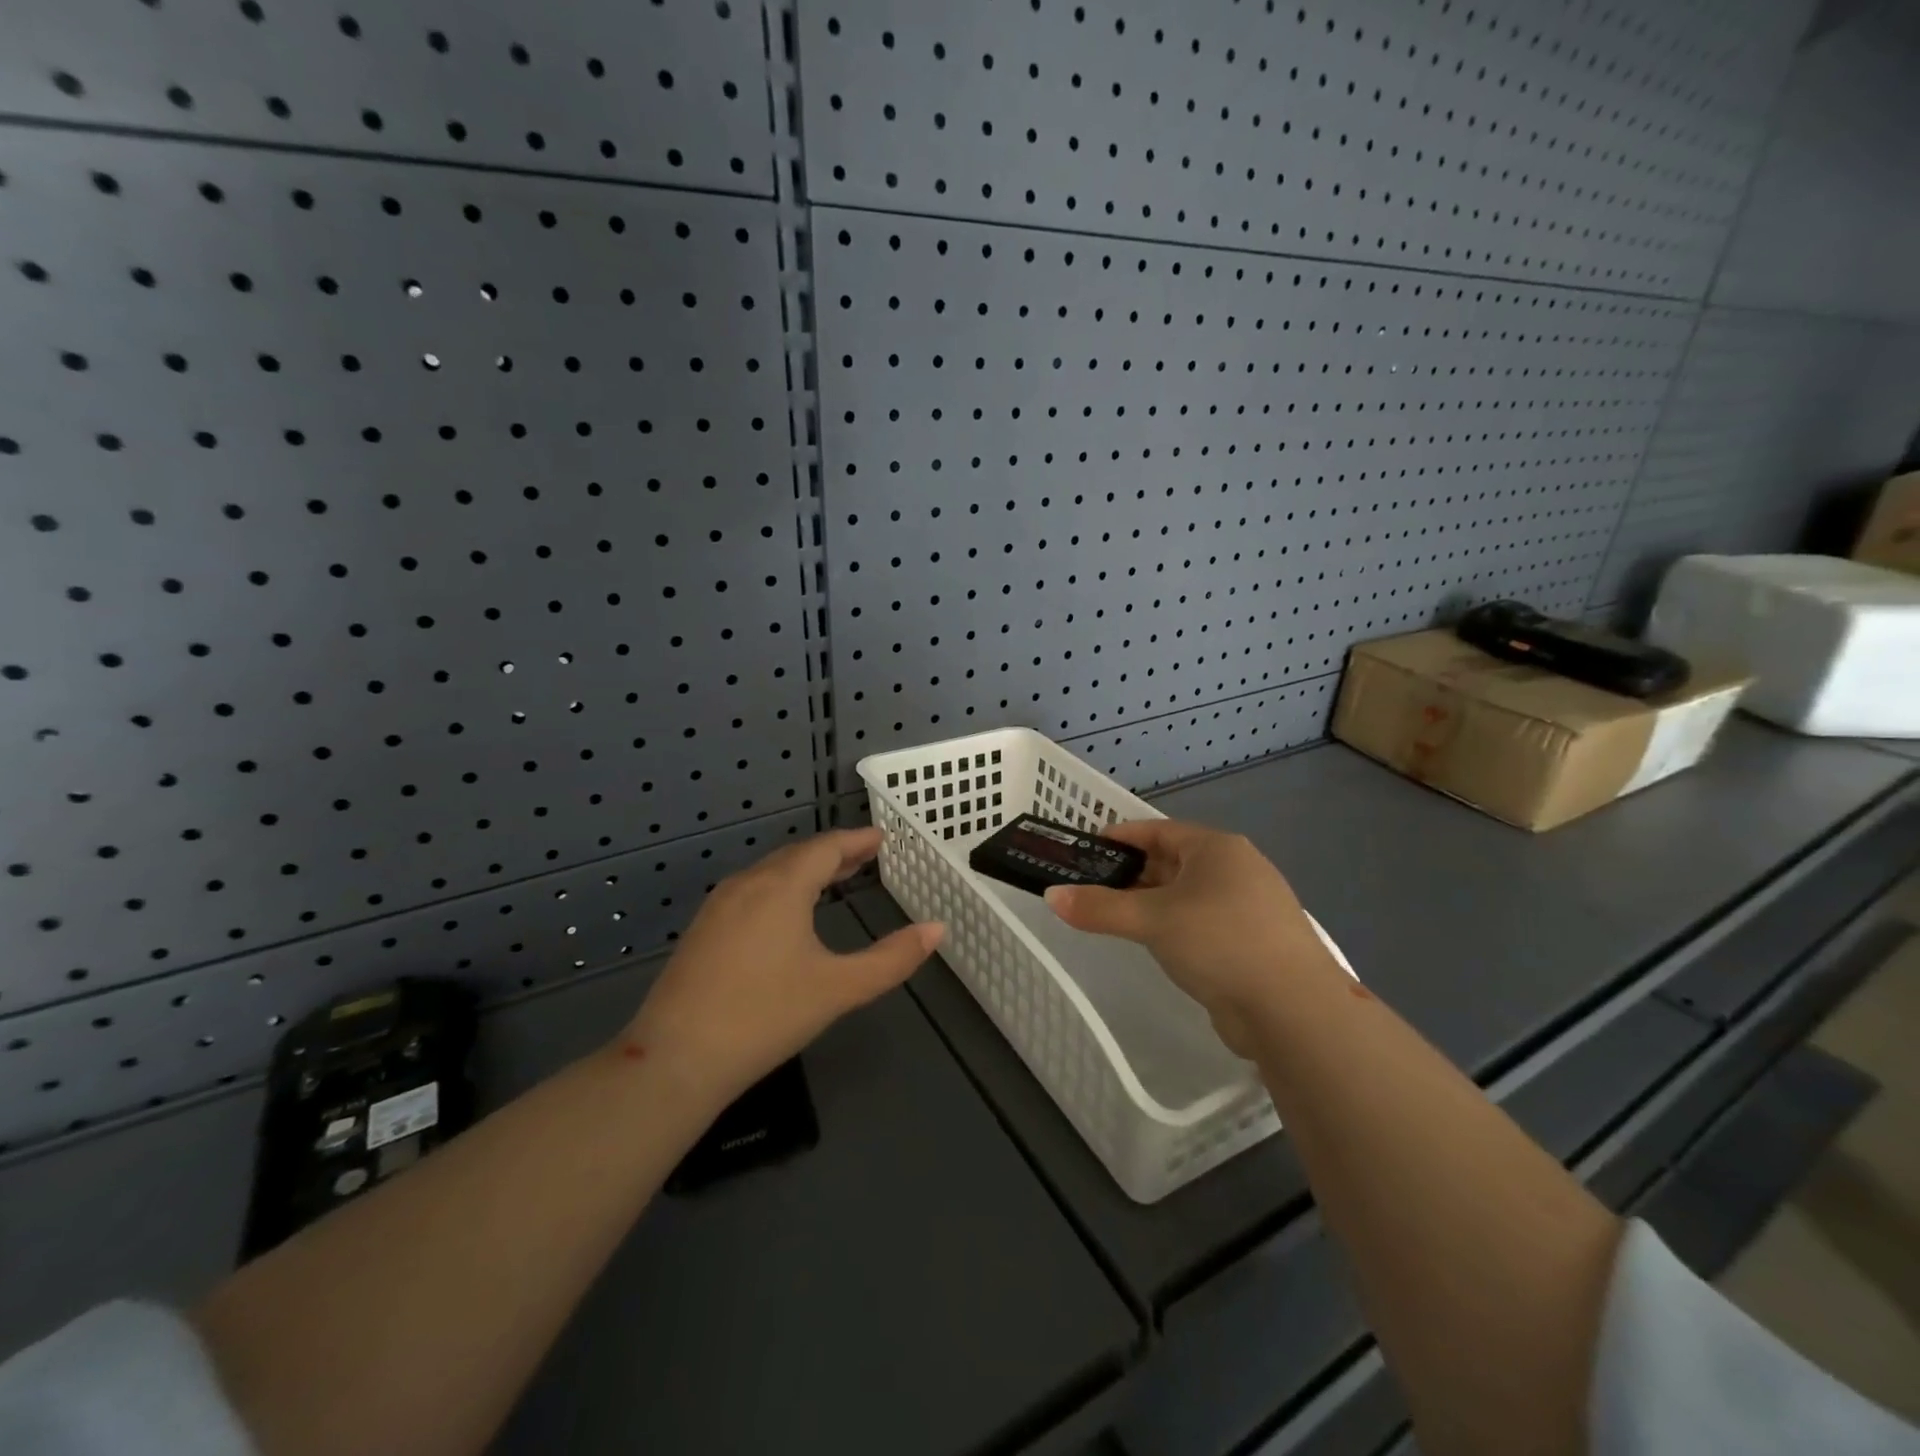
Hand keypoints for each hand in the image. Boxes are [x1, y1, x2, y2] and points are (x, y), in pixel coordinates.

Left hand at [623, 827, 943, 1100]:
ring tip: (833, 880)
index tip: (882, 837)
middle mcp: (748, 883)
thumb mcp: (838, 988)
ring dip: (805, 870)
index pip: (826, 847)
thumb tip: (937, 929)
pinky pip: (751, 891)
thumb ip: (891, 958)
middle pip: (797, 855)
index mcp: (782, 886)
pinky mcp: (702, 930)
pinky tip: (787, 913)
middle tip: (865, 856)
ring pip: (771, 872)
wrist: (675, 1059)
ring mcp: (719, 906)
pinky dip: (781, 888)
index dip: (856, 840)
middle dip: (834, 853)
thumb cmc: (765, 1016)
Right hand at [1044, 820, 1339, 1053]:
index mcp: (1217, 848)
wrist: (1293, 1010)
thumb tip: (1051, 896)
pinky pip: (1204, 922)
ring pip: (1189, 895)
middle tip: (1093, 888)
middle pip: (1174, 861)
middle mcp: (1238, 869)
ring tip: (1116, 917)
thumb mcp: (1151, 920)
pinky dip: (1176, 926)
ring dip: (1154, 902)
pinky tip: (1158, 944)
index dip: (1122, 837)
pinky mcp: (1256, 942)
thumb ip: (1099, 907)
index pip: (1159, 830)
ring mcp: (1252, 906)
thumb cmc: (1219, 942)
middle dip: (1134, 873)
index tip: (1088, 849)